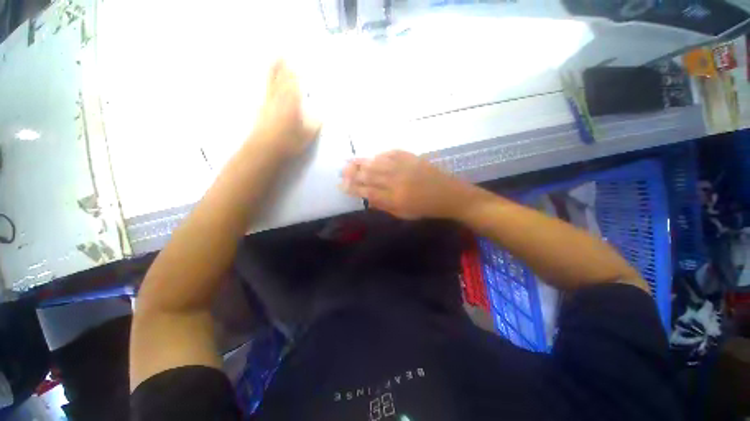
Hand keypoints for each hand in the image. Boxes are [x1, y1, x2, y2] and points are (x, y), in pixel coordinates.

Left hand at [251, 59, 320, 157]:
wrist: (264, 149)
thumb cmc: (288, 143)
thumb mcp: (306, 136)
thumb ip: (313, 125)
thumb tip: (320, 117)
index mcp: (291, 104)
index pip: (293, 86)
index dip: (295, 75)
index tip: (296, 65)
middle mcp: (278, 100)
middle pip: (280, 81)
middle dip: (282, 68)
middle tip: (282, 55)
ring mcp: (267, 105)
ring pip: (271, 84)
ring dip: (273, 72)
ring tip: (274, 61)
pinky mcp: (261, 111)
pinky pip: (266, 93)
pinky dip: (268, 86)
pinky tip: (269, 87)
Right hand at [341, 150, 473, 219]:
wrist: (449, 194)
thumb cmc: (426, 208)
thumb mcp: (404, 214)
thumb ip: (384, 206)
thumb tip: (367, 199)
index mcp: (395, 198)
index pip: (367, 191)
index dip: (352, 188)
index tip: (341, 185)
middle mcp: (396, 181)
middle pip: (369, 175)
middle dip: (352, 173)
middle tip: (341, 171)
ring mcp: (404, 167)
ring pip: (377, 162)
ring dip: (361, 162)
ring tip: (349, 161)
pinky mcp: (411, 158)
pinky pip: (391, 153)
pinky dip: (379, 155)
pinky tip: (371, 156)